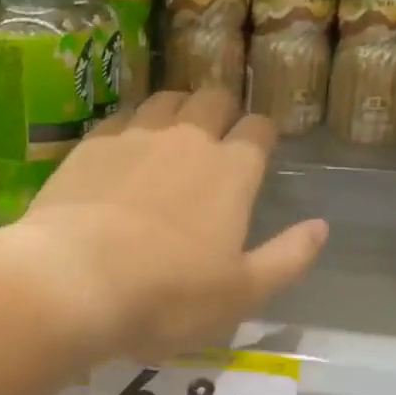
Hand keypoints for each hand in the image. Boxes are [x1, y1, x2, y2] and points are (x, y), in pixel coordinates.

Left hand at [5, 89, 328, 362]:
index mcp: (231, 170)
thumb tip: (322, 227)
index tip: (260, 147)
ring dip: (178, 108)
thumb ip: (288, 258)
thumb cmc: (167, 295)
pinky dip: (131, 126)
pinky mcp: (90, 145)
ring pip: (166, 99)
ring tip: (173, 132)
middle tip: (218, 135)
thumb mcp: (242, 294)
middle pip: (213, 99)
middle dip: (223, 110)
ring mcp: (135, 136)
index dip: (263, 134)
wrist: (73, 280)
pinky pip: (121, 118)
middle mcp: (187, 139)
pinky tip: (124, 149)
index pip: (259, 129)